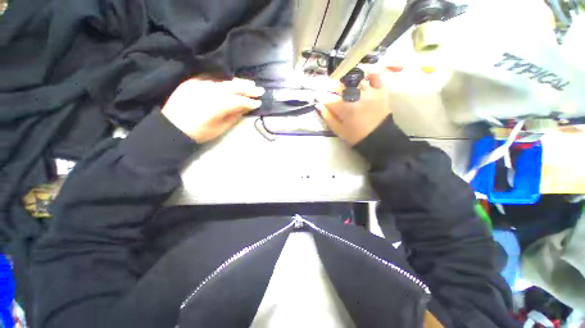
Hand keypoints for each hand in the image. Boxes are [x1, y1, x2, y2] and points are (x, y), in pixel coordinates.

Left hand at [162, 78, 264, 142]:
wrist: (172, 126)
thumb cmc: (199, 132)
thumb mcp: (220, 128)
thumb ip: (234, 116)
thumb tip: (245, 108)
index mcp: (216, 106)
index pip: (237, 101)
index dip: (249, 102)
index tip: (259, 102)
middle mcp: (208, 91)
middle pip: (232, 87)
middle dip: (247, 89)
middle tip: (259, 90)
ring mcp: (199, 84)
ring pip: (223, 81)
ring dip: (238, 83)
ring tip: (249, 84)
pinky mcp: (193, 81)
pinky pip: (212, 79)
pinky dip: (224, 81)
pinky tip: (232, 82)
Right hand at [316, 70, 391, 145]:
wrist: (379, 138)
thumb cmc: (356, 136)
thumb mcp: (338, 130)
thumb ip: (328, 117)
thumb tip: (319, 105)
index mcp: (344, 107)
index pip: (329, 98)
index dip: (323, 98)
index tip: (320, 99)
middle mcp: (356, 96)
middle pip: (341, 86)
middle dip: (335, 89)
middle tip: (335, 94)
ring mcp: (369, 92)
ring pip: (356, 80)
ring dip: (350, 82)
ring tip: (349, 88)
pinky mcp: (380, 91)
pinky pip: (376, 77)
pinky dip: (370, 75)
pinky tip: (365, 76)